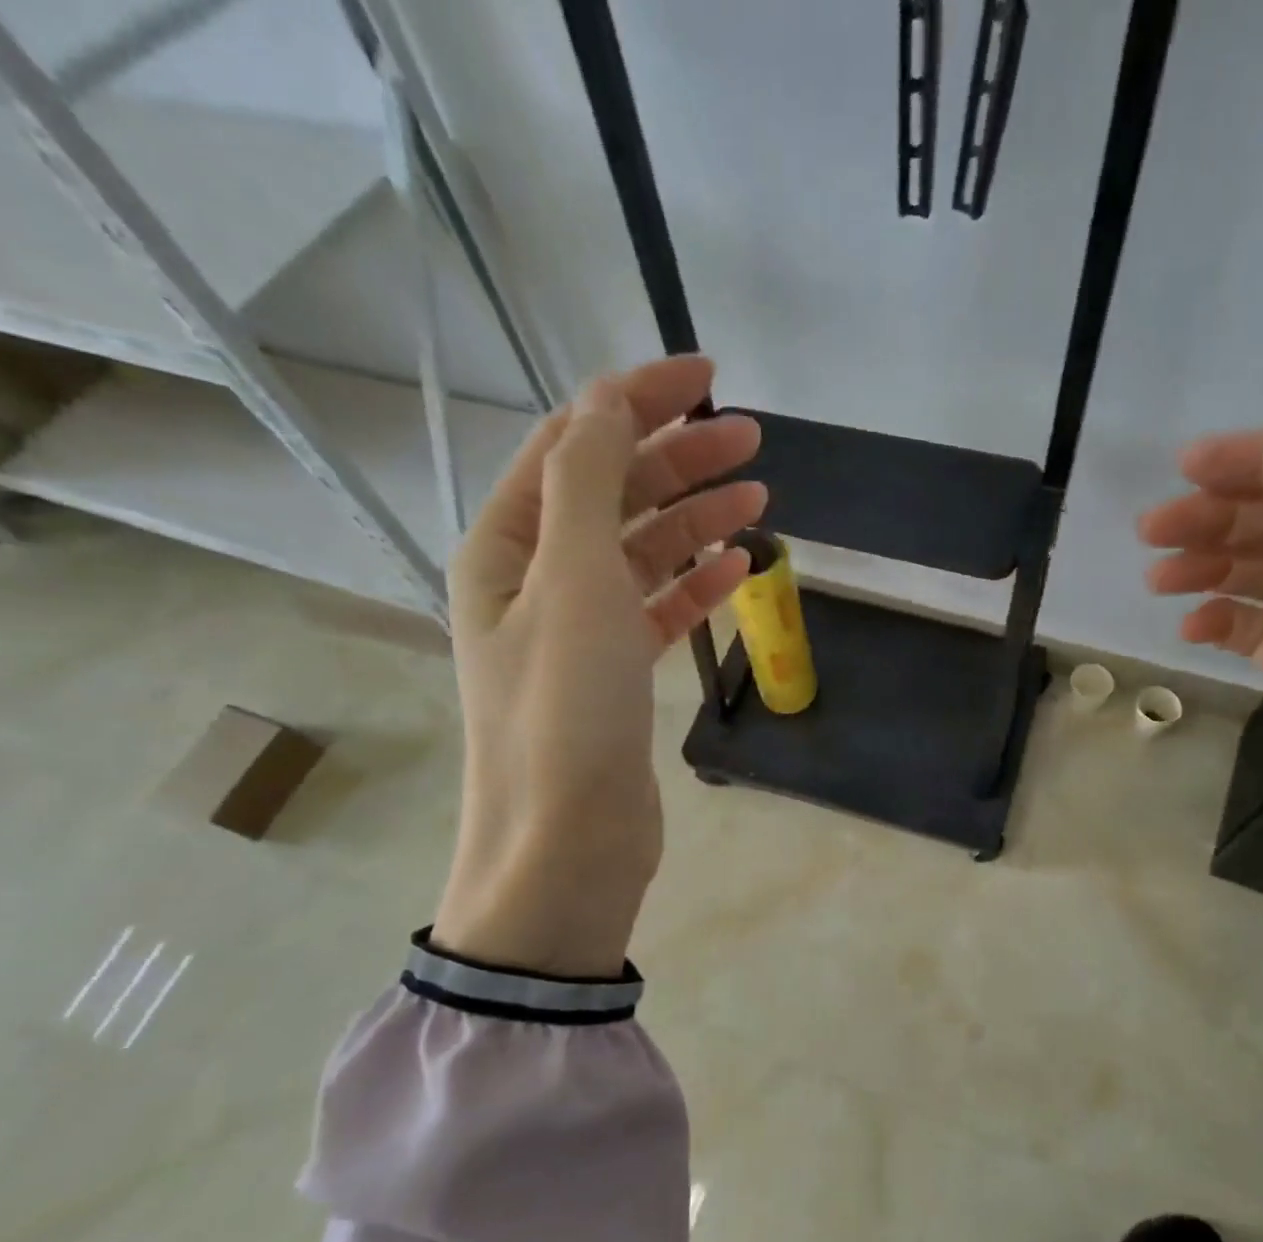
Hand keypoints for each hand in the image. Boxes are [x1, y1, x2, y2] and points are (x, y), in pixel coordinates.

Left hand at [433, 357, 764, 975]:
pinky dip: (694, 583)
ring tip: (757, 497)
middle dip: (678, 459)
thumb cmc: (565, 710)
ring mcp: (574, 629)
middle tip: (752, 440)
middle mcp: (533, 580)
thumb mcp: (573, 581)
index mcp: (505, 545)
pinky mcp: (612, 674)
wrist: (566, 843)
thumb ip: (588, 483)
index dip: (636, 400)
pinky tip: (738, 567)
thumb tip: (607, 400)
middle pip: (612, 495)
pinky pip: (655, 608)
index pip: (573, 444)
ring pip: (640, 552)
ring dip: (695, 519)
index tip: (707, 377)